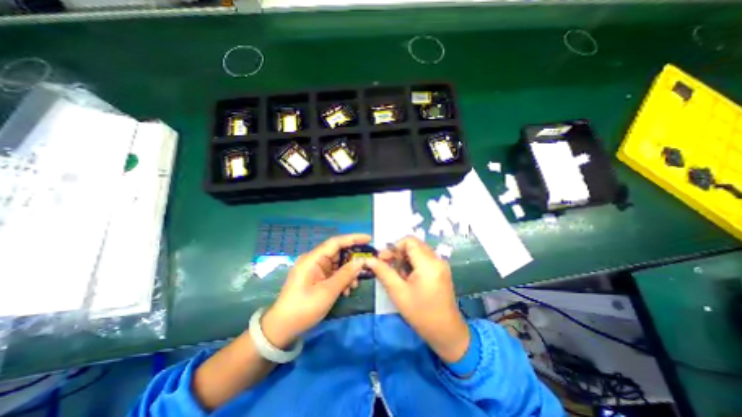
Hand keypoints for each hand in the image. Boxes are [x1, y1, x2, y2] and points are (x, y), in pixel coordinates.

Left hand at [261, 235, 371, 347]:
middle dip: (352, 260)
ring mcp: (315, 269)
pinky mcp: (317, 278)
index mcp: (313, 259)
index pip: (336, 242)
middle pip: (338, 253)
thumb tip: (361, 261)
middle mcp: (314, 260)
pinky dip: (342, 279)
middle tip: (367, 265)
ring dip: (348, 272)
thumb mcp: (327, 292)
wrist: (283, 328)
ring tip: (354, 285)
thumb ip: (345, 275)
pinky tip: (346, 290)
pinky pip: (334, 273)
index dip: (353, 238)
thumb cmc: (303, 309)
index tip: (369, 239)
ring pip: (337, 264)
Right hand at [364, 237, 468, 362]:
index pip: (410, 241)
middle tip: (388, 266)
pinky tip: (408, 278)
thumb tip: (369, 260)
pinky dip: (412, 264)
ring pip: (418, 251)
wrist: (446, 333)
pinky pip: (424, 259)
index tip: (384, 258)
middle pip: (414, 245)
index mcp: (428, 263)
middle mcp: (437, 259)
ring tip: (398, 276)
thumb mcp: (398, 292)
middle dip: (398, 253)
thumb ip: (383, 272)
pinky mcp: (441, 270)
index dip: (394, 246)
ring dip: (405, 259)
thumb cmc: (421, 314)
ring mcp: (441, 265)